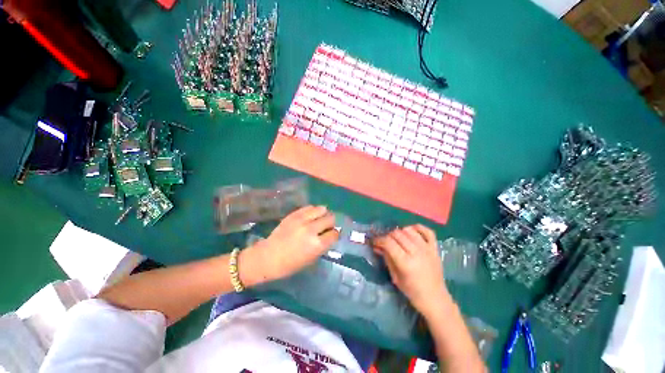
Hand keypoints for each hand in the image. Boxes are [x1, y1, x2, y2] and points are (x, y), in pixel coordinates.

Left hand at [240, 205, 338, 286]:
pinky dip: (313, 211)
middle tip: (326, 227)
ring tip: (318, 219)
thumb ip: (323, 246)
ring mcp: (302, 220)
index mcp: (317, 245)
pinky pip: (309, 207)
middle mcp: (311, 229)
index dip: (334, 234)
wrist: (268, 257)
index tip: (331, 235)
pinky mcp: (294, 214)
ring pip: (322, 209)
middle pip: (330, 218)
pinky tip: (310, 216)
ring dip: (323, 214)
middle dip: (331, 223)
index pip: (334, 233)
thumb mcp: (311, 259)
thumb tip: (330, 235)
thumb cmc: (290, 264)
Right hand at [372, 225, 451, 318]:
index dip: (379, 240)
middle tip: (385, 243)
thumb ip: (386, 258)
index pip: (388, 242)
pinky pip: (427, 231)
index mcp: (405, 262)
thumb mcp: (395, 277)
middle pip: (397, 234)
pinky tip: (412, 231)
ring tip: (398, 239)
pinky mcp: (435, 248)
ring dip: (400, 232)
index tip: (374, 242)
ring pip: (409, 230)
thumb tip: (377, 246)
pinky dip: (418, 228)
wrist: (435, 298)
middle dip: (388, 236)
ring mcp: (427, 249)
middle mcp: (416, 252)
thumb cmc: (412, 291)